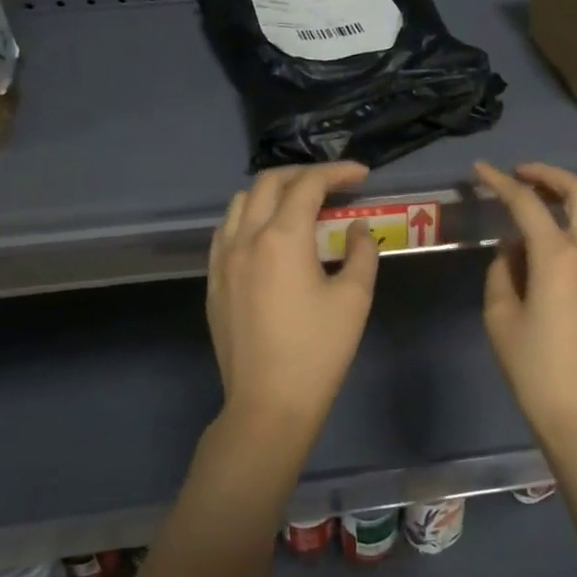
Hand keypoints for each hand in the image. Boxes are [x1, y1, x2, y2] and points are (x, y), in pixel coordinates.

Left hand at [207, 162, 379, 444]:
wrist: (268, 404)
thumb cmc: (318, 352)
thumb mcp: (354, 299)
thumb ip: (361, 252)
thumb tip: (357, 228)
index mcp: (282, 238)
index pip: (309, 185)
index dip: (337, 172)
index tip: (362, 175)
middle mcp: (246, 238)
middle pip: (270, 183)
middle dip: (304, 174)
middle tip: (334, 185)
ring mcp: (223, 259)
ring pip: (241, 202)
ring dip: (273, 192)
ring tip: (300, 205)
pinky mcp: (214, 281)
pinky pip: (227, 230)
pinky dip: (250, 217)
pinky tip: (268, 235)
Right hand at [476, 161, 576, 450]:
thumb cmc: (534, 369)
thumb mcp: (500, 318)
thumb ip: (502, 272)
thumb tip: (512, 249)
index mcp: (556, 258)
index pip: (526, 204)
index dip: (501, 182)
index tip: (482, 171)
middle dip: (548, 175)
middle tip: (522, 175)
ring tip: (554, 200)